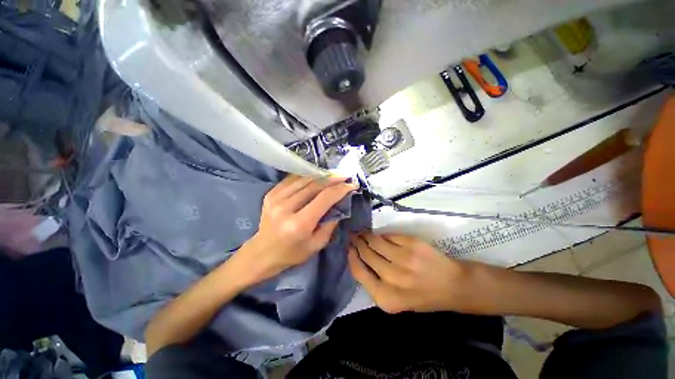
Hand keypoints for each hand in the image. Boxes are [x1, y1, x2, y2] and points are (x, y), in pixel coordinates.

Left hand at [235, 175, 356, 284]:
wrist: (262, 253)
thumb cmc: (292, 253)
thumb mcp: (316, 245)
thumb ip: (330, 224)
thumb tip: (339, 205)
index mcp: (299, 224)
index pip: (324, 199)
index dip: (339, 189)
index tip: (351, 185)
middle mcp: (286, 207)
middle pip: (314, 185)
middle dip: (332, 179)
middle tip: (344, 176)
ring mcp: (275, 198)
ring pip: (303, 179)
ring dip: (320, 176)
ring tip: (333, 175)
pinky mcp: (270, 194)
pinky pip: (292, 180)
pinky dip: (306, 177)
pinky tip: (315, 177)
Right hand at [348, 232, 475, 313]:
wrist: (452, 286)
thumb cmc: (421, 296)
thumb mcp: (395, 300)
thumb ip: (375, 283)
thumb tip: (359, 257)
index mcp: (386, 298)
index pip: (359, 272)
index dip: (352, 257)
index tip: (349, 248)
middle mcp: (393, 279)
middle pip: (366, 254)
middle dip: (357, 243)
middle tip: (354, 236)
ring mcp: (403, 259)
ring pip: (376, 242)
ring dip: (367, 235)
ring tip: (363, 232)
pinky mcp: (412, 244)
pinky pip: (389, 236)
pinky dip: (383, 235)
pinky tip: (380, 235)